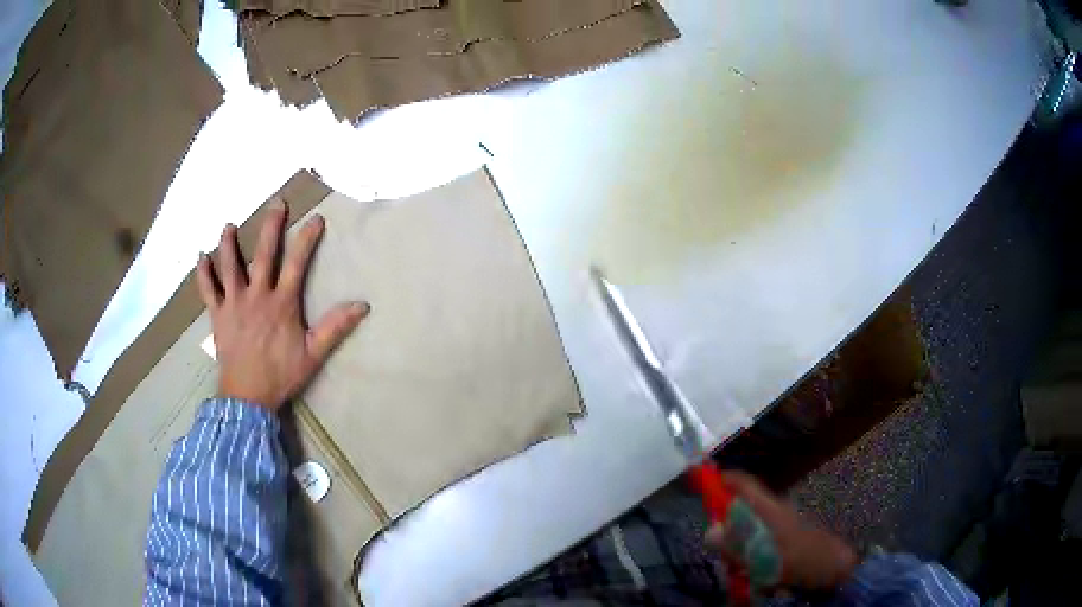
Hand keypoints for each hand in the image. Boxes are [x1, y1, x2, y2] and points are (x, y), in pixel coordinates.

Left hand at [196, 202, 368, 411]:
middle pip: (264, 254)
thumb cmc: (280, 375)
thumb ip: (335, 327)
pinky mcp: (217, 315)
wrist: (247, 397)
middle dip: (271, 226)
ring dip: (229, 243)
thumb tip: (362, 305)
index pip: (297, 263)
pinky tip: (201, 258)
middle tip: (276, 203)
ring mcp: (234, 303)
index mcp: (281, 303)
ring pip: (230, 265)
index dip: (307, 239)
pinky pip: (208, 289)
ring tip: (229, 225)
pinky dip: (203, 273)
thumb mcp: (313, 354)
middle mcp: (257, 295)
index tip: (316, 218)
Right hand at [706, 471, 858, 591]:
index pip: (742, 483)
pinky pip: (755, 546)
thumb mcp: (767, 556)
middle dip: (724, 528)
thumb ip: (738, 545)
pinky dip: (748, 560)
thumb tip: (710, 531)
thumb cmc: (803, 558)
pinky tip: (754, 576)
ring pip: (745, 532)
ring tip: (741, 571)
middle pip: (737, 510)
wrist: (834, 569)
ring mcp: (777, 527)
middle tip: (720, 551)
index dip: (721, 480)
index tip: (699, 485)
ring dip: (736, 550)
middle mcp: (771, 512)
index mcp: (769, 508)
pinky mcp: (780, 542)